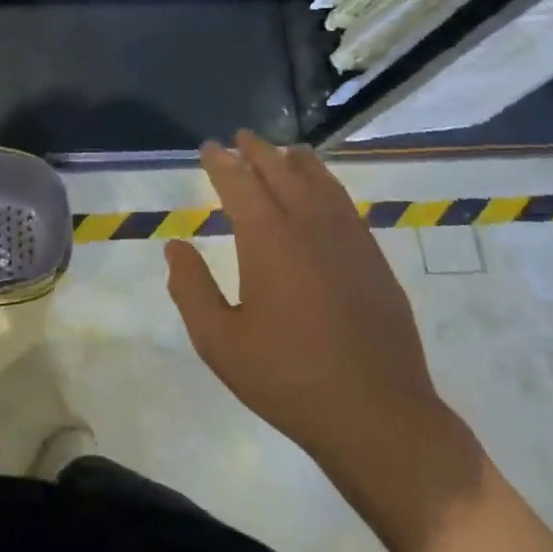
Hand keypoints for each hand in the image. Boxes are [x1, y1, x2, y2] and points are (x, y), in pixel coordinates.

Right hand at [165, 132, 470, 487]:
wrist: (376, 414)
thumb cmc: (288, 379)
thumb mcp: (220, 342)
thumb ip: (191, 289)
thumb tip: (175, 247)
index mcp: (268, 240)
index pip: (239, 183)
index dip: (222, 162)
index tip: (210, 147)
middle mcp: (309, 226)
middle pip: (281, 171)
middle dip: (258, 151)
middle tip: (242, 137)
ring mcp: (348, 239)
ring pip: (320, 182)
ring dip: (297, 161)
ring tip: (284, 150)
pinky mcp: (373, 258)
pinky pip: (345, 204)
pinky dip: (328, 184)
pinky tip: (323, 191)